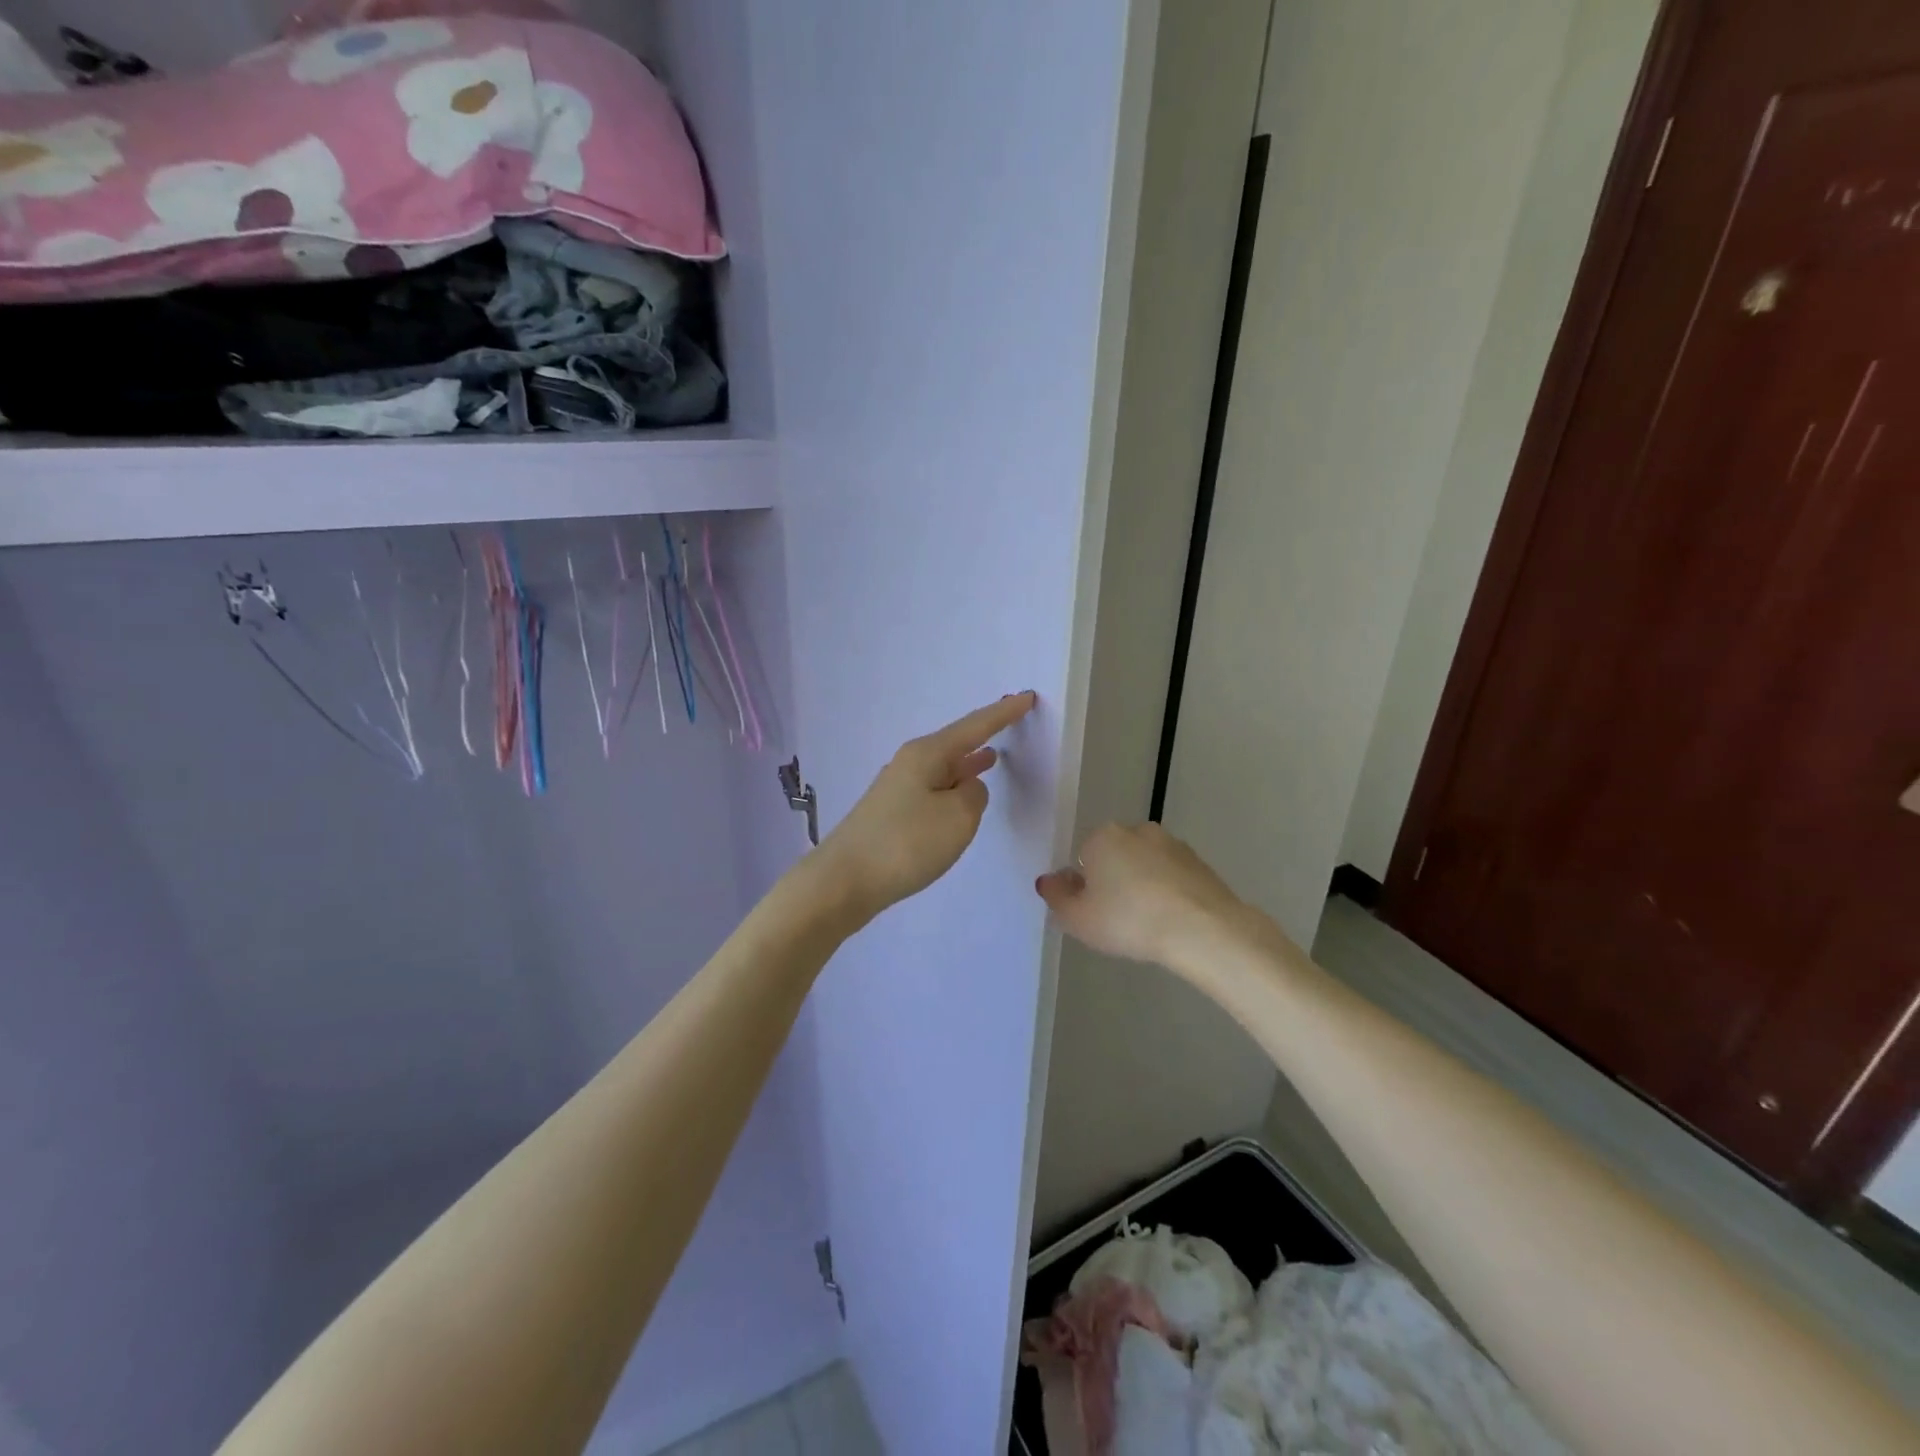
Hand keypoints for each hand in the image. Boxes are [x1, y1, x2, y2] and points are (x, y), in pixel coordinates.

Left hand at [812, 692, 1037, 922]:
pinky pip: (932, 789)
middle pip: (954, 742)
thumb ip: (974, 795)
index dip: (1003, 713)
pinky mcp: (891, 814)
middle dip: (983, 735)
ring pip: (942, 768)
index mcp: (927, 754)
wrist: (843, 881)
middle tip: (1009, 722)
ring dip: (967, 763)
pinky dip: (952, 786)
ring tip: (991, 758)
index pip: (974, 726)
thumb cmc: (906, 844)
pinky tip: (958, 796)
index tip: (1027, 696)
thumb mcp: (958, 818)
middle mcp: (909, 763)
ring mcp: (897, 788)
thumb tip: (967, 787)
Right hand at [1036, 823, 1258, 969]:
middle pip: (1115, 857)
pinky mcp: (1202, 863)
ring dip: (1143, 887)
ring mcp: (1173, 845)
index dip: (1084, 887)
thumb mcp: (1077, 918)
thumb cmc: (1128, 920)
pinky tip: (1172, 922)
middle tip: (1118, 921)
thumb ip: (1057, 897)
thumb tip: (1048, 880)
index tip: (1093, 913)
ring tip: (1148, 925)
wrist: (1202, 929)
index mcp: (1103, 836)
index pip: (1083, 858)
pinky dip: (1169, 894)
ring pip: (1146, 866)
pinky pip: (1173, 878)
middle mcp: (1137, 831)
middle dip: (1114, 882)